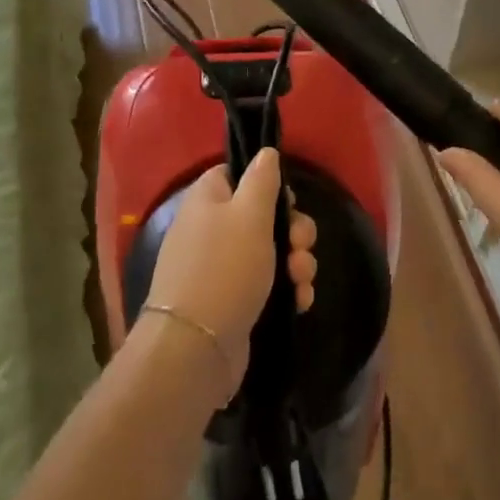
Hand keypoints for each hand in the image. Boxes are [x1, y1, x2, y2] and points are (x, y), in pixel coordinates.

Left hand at [144, 149, 317, 399]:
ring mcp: (221, 267)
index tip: (287, 201)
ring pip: (271, 252)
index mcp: (208, 199)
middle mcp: (211, 229)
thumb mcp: (249, 214)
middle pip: (262, 215)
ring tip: (301, 280)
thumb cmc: (225, 268)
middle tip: (301, 246)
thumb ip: (262, 179)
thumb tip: (266, 152)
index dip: (267, 183)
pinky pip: (267, 284)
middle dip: (293, 231)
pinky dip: (286, 290)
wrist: (197, 347)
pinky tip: (299, 302)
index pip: (237, 174)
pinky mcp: (233, 300)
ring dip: (296, 263)